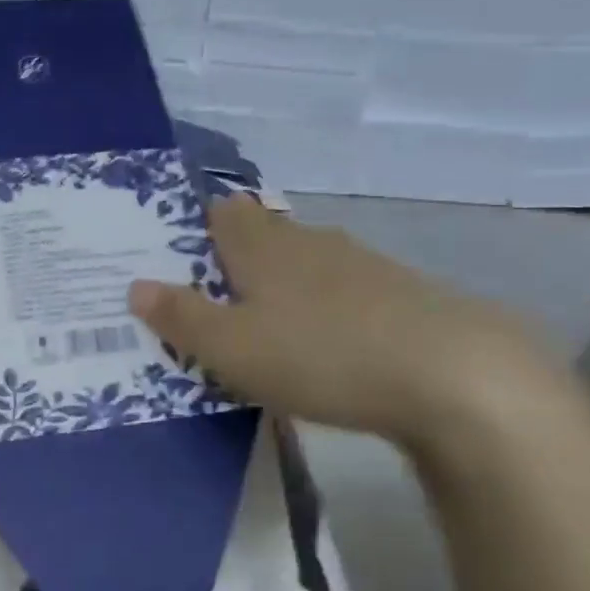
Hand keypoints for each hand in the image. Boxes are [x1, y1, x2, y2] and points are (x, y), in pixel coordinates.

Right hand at [128, 195, 573, 456]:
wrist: (453, 376)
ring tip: (268, 328)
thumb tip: (135, 285)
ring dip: (284, 286)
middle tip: (216, 303)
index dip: (198, 229)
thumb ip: (181, 317)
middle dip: (238, 261)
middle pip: (264, 235)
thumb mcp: (233, 348)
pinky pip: (345, 291)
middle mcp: (309, 242)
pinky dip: (326, 309)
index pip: (222, 214)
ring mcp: (360, 264)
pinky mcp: (400, 293)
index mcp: (262, 246)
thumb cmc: (321, 354)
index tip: (182, 263)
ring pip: (306, 263)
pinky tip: (329, 345)